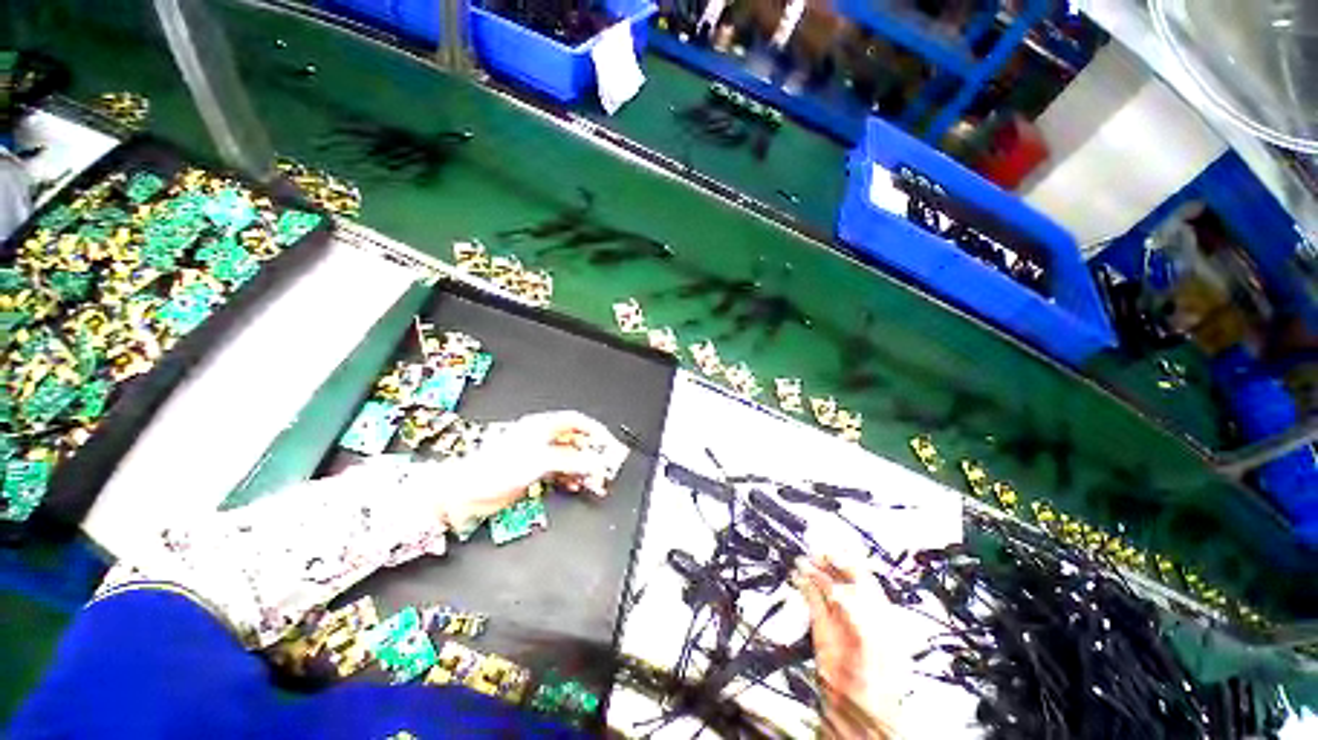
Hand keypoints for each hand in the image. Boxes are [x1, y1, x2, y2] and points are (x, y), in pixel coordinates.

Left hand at [435, 411, 625, 531]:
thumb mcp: (540, 461)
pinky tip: (577, 486)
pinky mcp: (535, 472)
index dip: (596, 431)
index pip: (577, 422)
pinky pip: (562, 472)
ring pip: (571, 458)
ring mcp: (539, 456)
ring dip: (584, 469)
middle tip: (607, 466)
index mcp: (542, 426)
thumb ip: (571, 461)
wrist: (465, 492)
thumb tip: (596, 463)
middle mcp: (543, 438)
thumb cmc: (494, 469)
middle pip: (576, 441)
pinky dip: (572, 479)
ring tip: (596, 482)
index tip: (609, 445)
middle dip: (593, 453)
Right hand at [794, 554, 901, 738]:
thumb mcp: (871, 644)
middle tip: (815, 549)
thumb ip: (855, 615)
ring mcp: (839, 619)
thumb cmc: (876, 682)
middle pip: (842, 578)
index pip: (864, 577)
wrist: (858, 711)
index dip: (849, 560)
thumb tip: (838, 590)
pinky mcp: (821, 628)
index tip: (833, 546)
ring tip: (802, 559)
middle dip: (828, 562)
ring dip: (813, 571)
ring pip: (825, 586)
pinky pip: (812, 600)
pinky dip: (804, 586)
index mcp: (879, 612)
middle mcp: (859, 612)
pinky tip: (797, 575)